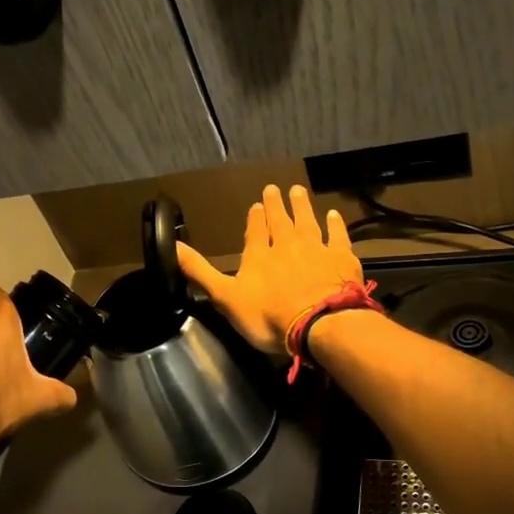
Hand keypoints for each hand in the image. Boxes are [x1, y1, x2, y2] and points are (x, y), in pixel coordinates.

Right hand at [176, 184, 363, 354]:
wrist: (320, 324)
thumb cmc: (269, 316)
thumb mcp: (225, 297)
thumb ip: (199, 271)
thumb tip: (172, 245)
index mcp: (258, 256)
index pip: (254, 231)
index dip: (254, 218)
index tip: (256, 204)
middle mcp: (286, 245)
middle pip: (280, 221)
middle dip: (276, 205)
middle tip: (275, 189)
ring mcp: (316, 249)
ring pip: (307, 222)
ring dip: (302, 206)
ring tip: (298, 191)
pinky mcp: (341, 258)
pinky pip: (337, 236)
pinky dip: (335, 224)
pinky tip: (334, 215)